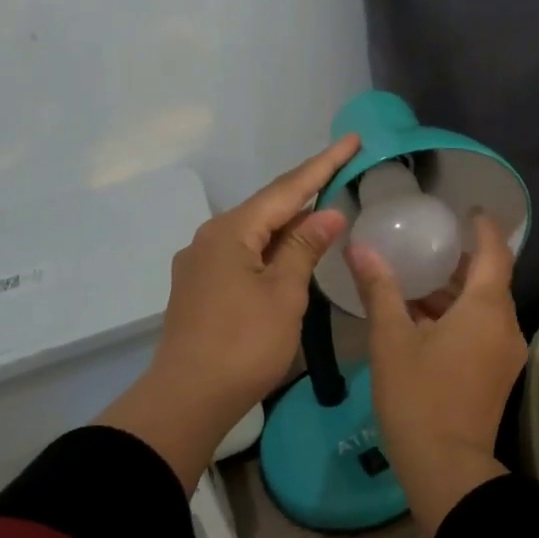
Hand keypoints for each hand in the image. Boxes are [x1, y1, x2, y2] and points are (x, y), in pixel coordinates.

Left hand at [98, 134, 359, 490]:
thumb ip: (305, 248)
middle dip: (306, 189)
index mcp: (231, 231)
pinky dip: (273, 247)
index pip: (287, 188)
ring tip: (324, 209)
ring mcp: (201, 263)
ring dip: (290, 221)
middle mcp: (211, 237)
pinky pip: (244, 253)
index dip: (323, 164)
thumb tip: (327, 213)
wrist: (187, 398)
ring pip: (255, 231)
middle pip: (268, 206)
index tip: (351, 139)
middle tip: (343, 170)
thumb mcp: (284, 294)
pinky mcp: (201, 288)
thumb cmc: (244, 344)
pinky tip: (290, 252)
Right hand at [347, 214, 527, 533]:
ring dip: (455, 293)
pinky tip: (423, 320)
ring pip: (484, 308)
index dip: (484, 228)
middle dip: (461, 261)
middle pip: (490, 280)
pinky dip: (459, 317)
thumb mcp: (392, 340)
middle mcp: (506, 325)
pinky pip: (482, 331)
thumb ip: (380, 289)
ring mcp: (505, 353)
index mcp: (487, 309)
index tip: (467, 210)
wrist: (446, 468)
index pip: (494, 252)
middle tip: (428, 243)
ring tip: (416, 280)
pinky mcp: (497, 375)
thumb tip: (361, 247)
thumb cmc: (418, 397)